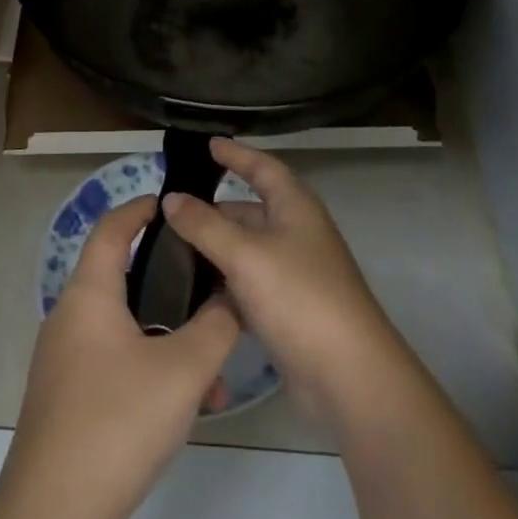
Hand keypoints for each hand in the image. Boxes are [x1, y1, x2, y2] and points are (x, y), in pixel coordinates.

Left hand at [7, 195, 239, 518]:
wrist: (55, 513)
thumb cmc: (119, 420)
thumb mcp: (184, 369)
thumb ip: (216, 325)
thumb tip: (232, 298)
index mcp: (89, 295)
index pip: (111, 229)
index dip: (139, 209)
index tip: (171, 203)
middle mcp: (69, 318)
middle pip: (122, 279)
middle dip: (170, 285)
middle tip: (209, 291)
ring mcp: (64, 360)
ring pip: (125, 329)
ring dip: (168, 340)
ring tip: (212, 374)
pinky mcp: (67, 397)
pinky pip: (115, 363)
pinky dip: (150, 369)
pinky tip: (185, 408)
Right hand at [163, 138, 405, 426]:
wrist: (347, 374)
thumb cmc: (299, 297)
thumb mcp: (245, 254)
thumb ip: (204, 225)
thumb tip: (171, 198)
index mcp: (295, 207)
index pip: (262, 167)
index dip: (236, 154)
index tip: (208, 144)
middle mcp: (296, 233)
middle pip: (250, 210)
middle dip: (213, 208)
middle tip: (170, 209)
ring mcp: (293, 272)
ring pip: (245, 249)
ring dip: (214, 248)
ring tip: (170, 249)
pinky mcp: (287, 308)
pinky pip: (248, 283)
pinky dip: (223, 282)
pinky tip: (193, 290)